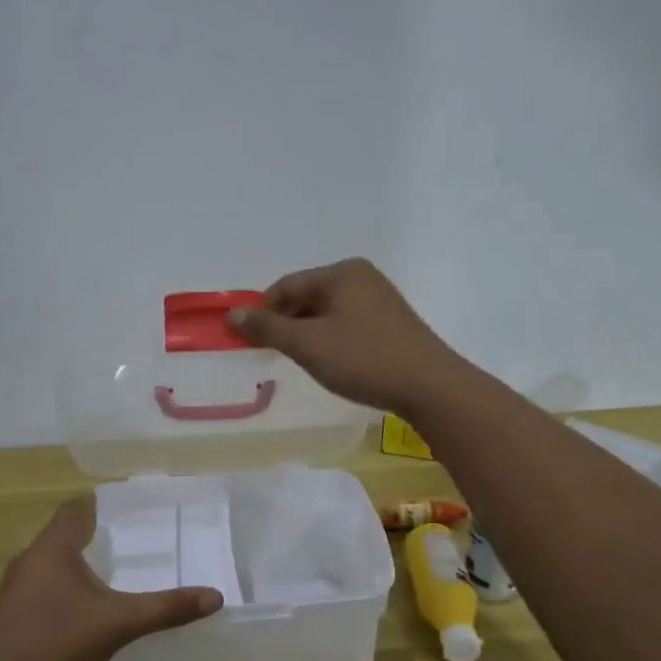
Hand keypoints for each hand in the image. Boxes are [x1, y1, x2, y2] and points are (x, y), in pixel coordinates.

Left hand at [0, 494, 222, 660]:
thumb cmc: (57, 639)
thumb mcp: (119, 622)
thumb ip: (166, 608)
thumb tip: (215, 596)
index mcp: (53, 548)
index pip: (74, 509)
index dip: (98, 505)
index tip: (125, 509)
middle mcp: (29, 560)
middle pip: (61, 535)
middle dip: (91, 535)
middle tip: (126, 542)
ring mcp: (14, 589)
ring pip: (48, 563)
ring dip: (73, 564)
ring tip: (107, 574)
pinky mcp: (8, 616)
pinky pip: (39, 588)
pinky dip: (60, 589)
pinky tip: (77, 611)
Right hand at [229, 258, 462, 413]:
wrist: (429, 386)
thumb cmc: (363, 359)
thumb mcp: (308, 345)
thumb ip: (268, 328)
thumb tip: (231, 314)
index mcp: (341, 273)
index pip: (286, 286)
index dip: (263, 312)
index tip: (249, 342)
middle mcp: (361, 277)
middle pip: (306, 296)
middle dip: (286, 324)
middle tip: (273, 356)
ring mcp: (379, 299)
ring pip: (326, 313)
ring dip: (307, 334)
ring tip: (302, 363)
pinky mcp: (390, 322)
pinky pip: (346, 323)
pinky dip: (329, 340)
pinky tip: (331, 363)